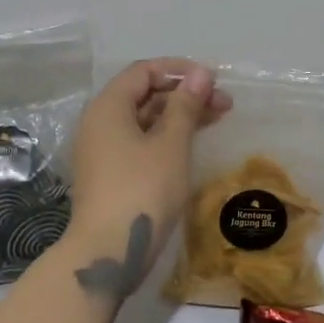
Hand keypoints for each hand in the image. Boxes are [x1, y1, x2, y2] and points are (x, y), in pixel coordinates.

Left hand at [65, 59, 231, 302]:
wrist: (107, 252)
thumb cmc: (142, 190)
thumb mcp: (171, 145)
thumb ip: (186, 106)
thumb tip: (201, 74)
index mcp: (108, 107)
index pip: (144, 71)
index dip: (179, 70)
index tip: (212, 80)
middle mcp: (99, 123)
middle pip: (144, 95)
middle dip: (184, 94)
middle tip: (224, 104)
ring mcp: (102, 150)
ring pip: (144, 120)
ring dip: (179, 116)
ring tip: (217, 120)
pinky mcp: (110, 174)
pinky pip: (140, 142)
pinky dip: (166, 137)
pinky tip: (191, 143)